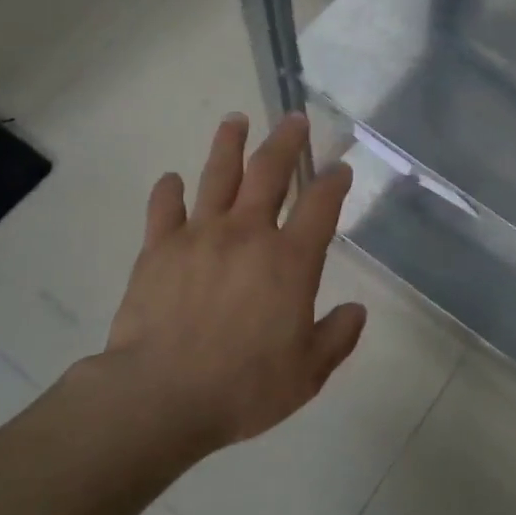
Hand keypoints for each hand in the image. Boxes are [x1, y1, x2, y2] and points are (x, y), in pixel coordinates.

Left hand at [102, 112, 365, 453]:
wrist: (161, 395)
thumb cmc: (243, 386)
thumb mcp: (307, 373)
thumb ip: (337, 337)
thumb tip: (357, 311)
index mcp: (289, 260)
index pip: (320, 205)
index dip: (334, 181)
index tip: (341, 167)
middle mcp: (248, 234)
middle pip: (269, 172)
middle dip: (286, 141)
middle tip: (294, 119)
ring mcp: (200, 235)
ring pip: (218, 175)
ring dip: (229, 144)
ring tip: (235, 120)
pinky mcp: (158, 248)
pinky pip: (164, 209)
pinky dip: (169, 191)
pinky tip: (172, 179)